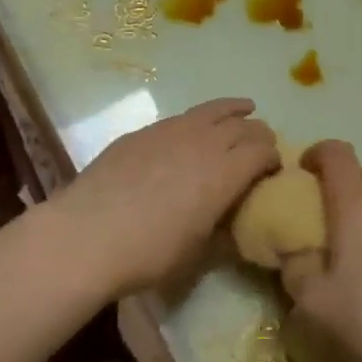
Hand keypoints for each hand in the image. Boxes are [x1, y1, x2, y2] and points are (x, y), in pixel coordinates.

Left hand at [54, 98, 276, 296]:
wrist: (87, 235)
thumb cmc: (149, 252)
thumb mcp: (197, 252)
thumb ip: (222, 231)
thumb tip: (233, 223)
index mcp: (225, 173)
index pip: (262, 151)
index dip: (273, 158)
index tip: (274, 169)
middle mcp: (204, 142)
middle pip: (243, 126)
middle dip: (259, 133)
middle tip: (263, 143)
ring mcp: (172, 131)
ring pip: (213, 110)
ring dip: (234, 110)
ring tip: (245, 108)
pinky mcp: (143, 132)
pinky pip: (182, 117)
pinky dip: (200, 118)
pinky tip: (193, 129)